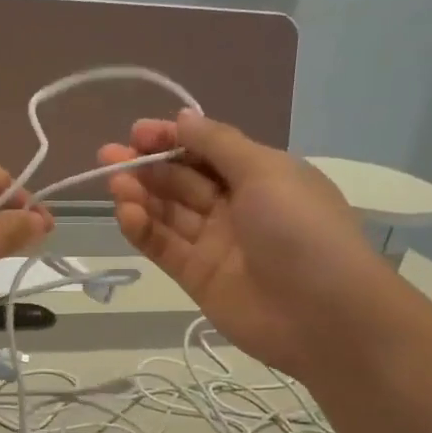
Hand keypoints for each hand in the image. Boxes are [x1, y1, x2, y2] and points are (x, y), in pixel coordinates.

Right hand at [100, 113, 377, 377]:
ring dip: (141, 195)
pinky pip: (164, 248)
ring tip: (115, 184)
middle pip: (183, 180)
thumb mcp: (266, 172)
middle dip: (148, 165)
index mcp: (260, 175)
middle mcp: (236, 206)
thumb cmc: (301, 229)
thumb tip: (183, 117)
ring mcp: (215, 244)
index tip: (137, 132)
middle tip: (109, 156)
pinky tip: (125, 214)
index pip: (207, 150)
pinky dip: (143, 230)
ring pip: (169, 213)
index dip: (172, 139)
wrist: (322, 315)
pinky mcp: (197, 278)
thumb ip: (218, 145)